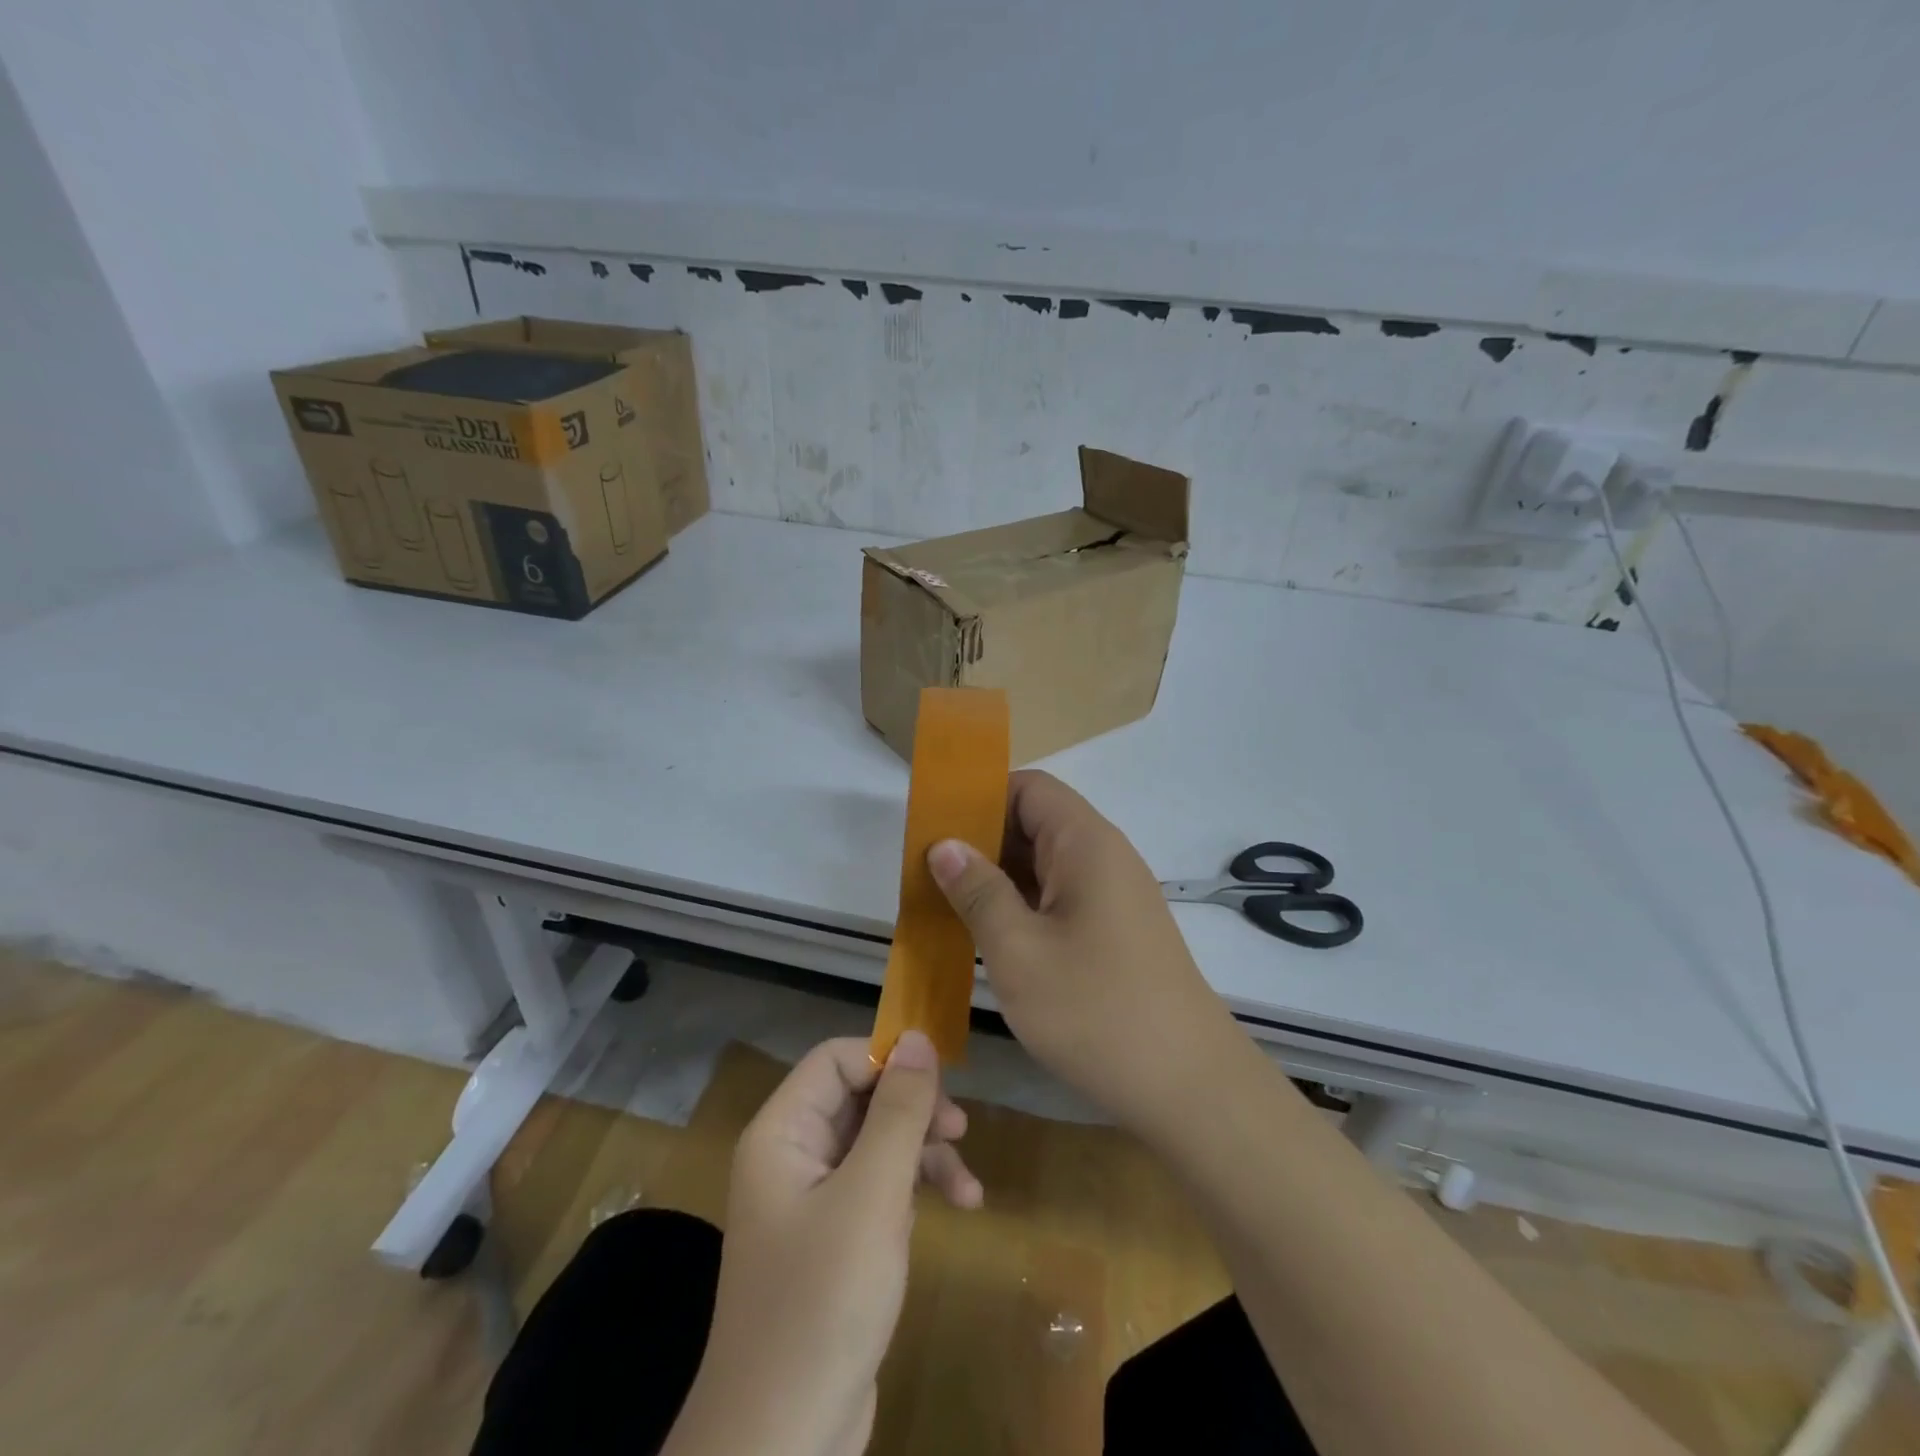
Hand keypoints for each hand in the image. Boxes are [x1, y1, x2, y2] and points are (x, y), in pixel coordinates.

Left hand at [664, 1033, 980, 1455]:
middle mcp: (793, 1155)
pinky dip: (917, 1190)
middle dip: (915, 1111)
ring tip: (969, 1186)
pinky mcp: (836, 1239)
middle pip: (862, 1098)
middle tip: (961, 1130)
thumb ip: (898, 1110)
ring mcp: (814, 1199)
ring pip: (878, 1142)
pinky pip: (880, 1187)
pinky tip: (958, 1208)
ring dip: (926, 1153)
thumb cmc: (823, 1302)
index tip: (941, 1081)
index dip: (888, 1059)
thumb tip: (917, 1036)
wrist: (782, 1444)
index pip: (837, 1060)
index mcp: (782, 1133)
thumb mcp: (872, 1196)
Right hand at [928, 770, 1238, 1135]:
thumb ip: (978, 892)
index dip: (979, 797)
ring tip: (945, 903)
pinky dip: (1021, 906)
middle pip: (1034, 823)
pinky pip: (1059, 897)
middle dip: (980, 841)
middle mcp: (1103, 857)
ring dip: (997, 878)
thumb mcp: (1019, 950)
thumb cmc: (1095, 1010)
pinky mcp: (1114, 931)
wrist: (1188, 1086)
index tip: (934, 827)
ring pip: (1044, 864)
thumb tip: (945, 845)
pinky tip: (988, 935)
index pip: (1028, 787)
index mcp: (1085, 843)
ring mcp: (1112, 895)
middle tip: (926, 871)